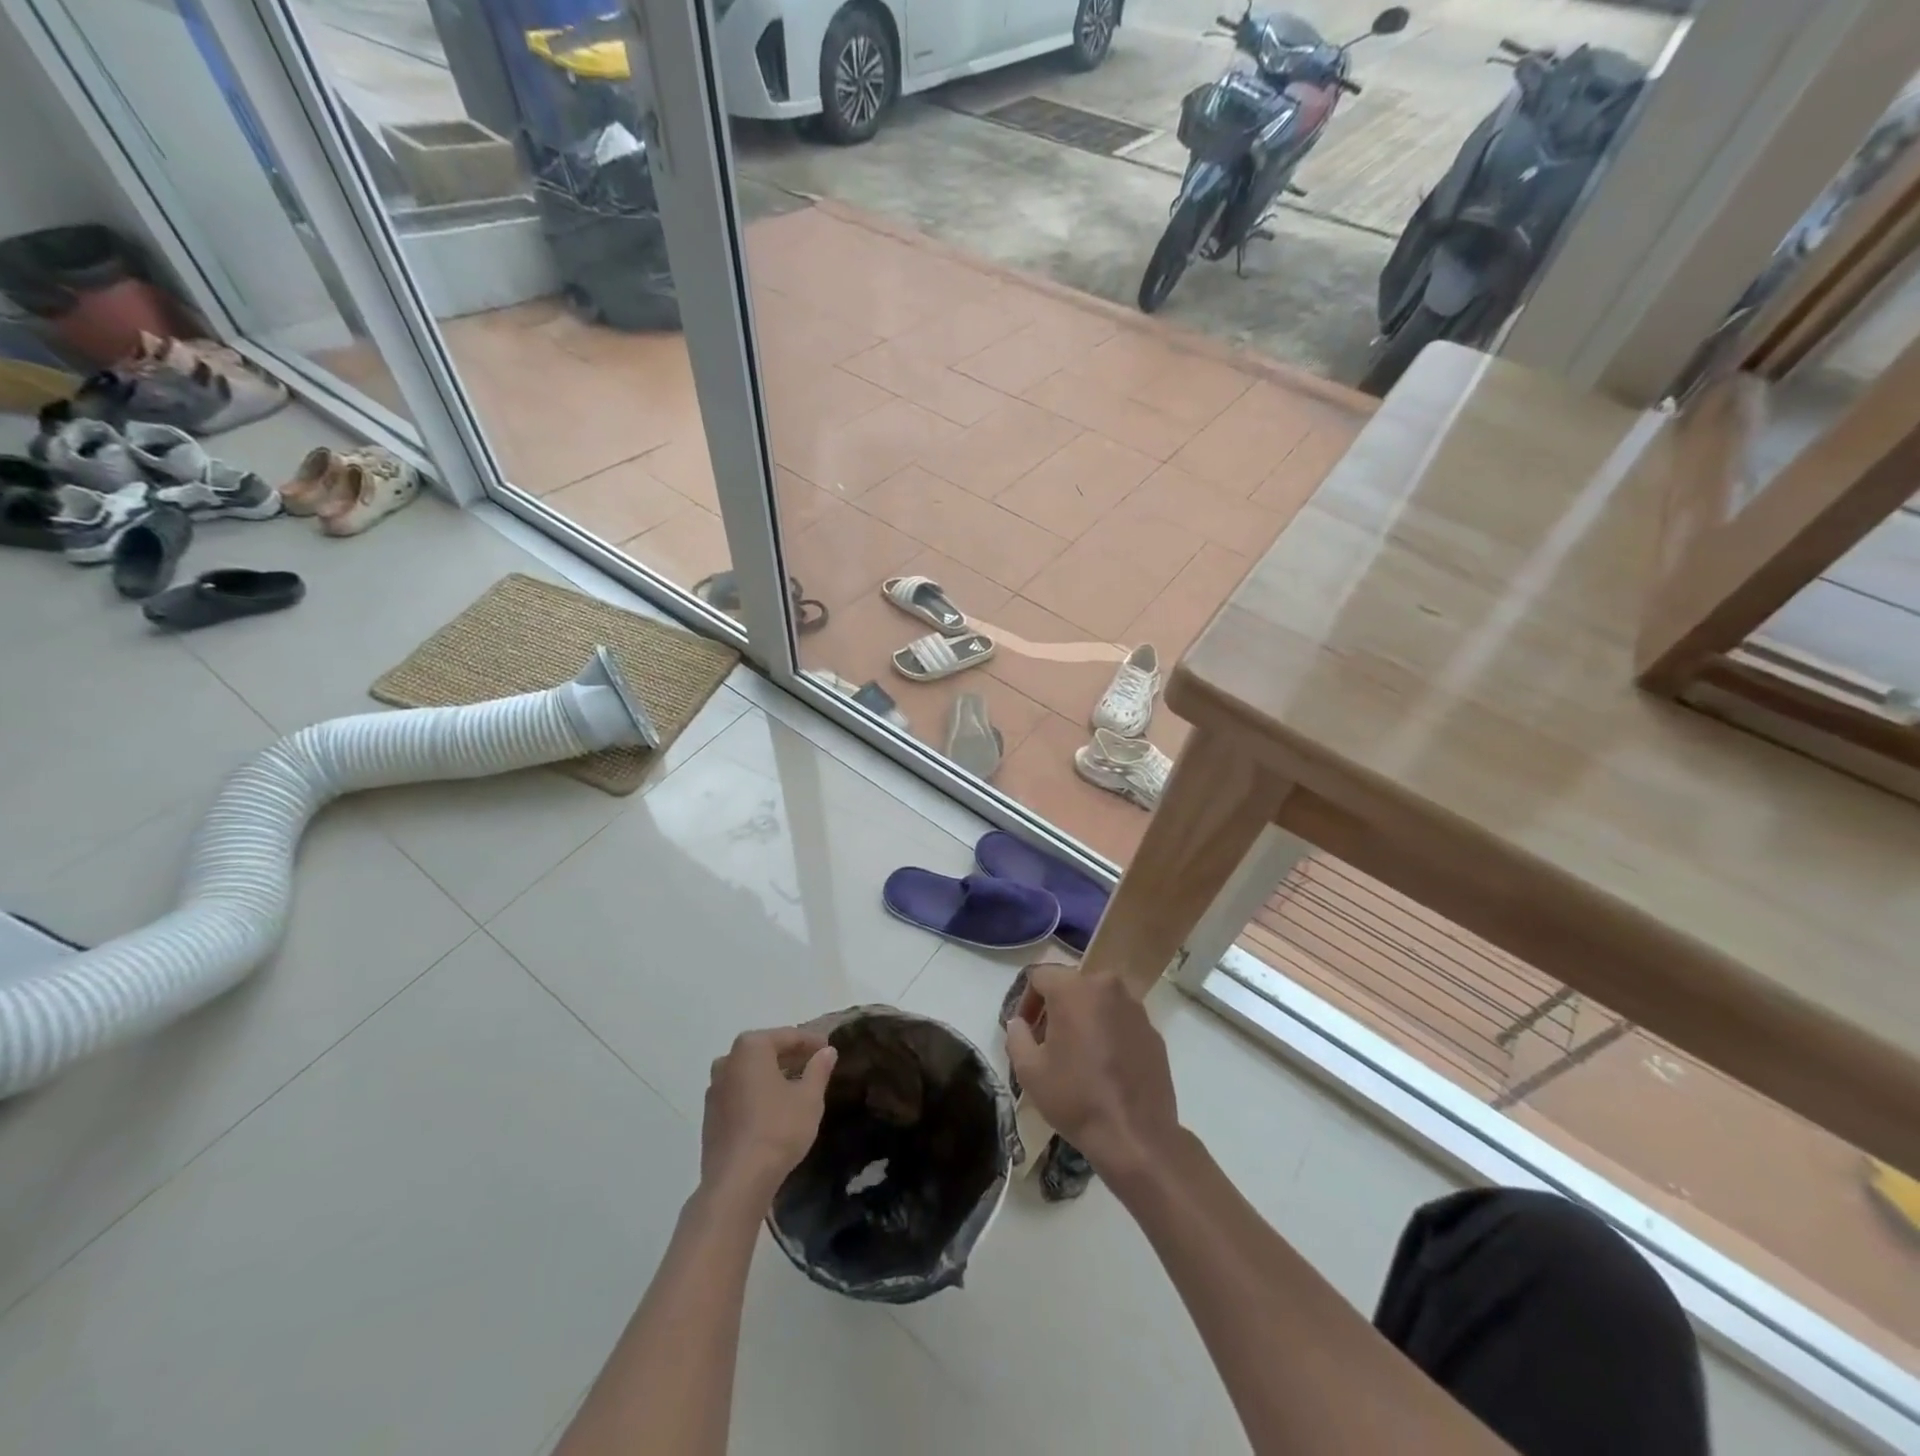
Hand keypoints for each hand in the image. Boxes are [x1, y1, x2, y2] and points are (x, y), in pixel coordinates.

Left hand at [700, 1027, 837, 1208]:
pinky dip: (757, 1093)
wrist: (736, 1182)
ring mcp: (714, 1088)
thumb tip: (827, 1051)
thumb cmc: (778, 1129)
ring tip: (797, 1086)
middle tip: (815, 1065)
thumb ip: (819, 1069)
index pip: (788, 1036)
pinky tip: (774, 1108)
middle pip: (766, 1051)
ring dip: (773, 1074)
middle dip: (791, 1056)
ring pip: (750, 1072)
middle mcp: (727, 1061)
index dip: (811, 1042)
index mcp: (751, 1047)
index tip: (829, 1049)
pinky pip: (739, 1092)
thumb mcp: (809, 1097)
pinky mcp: (710, 1115)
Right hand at [1005, 966, 1178, 1181]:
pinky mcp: (1153, 1030)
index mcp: (1074, 989)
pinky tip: (1104, 1065)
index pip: (1040, 975)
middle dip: (1055, 1007)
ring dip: (1083, 1017)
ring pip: (1098, 1000)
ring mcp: (1135, 1007)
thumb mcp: (1029, 1070)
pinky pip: (1121, 1019)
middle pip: (1071, 985)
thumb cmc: (1076, 1098)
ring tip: (1076, 1053)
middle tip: (1047, 1041)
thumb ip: (1016, 1036)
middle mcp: (1107, 986)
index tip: (1025, 1029)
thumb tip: (1020, 1023)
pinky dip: (1108, 1031)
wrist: (1136, 1136)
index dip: (1026, 999)